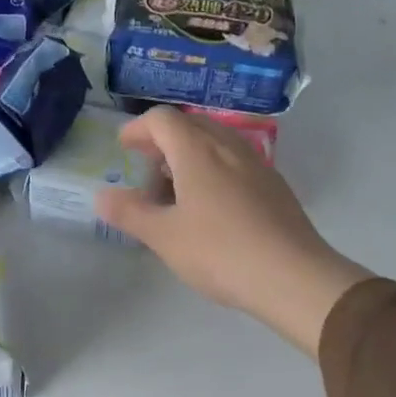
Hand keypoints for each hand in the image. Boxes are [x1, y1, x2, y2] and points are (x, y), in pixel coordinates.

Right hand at [95, 108, 372, 355]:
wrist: (294, 277)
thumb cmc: (220, 252)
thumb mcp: (164, 237)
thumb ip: (130, 213)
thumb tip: (101, 197)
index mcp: (198, 151)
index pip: (162, 120)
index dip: (138, 128)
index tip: (124, 147)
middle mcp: (229, 148)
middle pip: (191, 125)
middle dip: (163, 140)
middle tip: (147, 168)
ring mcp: (257, 165)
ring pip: (217, 142)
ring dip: (190, 154)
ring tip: (176, 189)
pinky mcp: (275, 187)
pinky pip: (236, 162)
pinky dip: (214, 169)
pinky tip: (211, 206)